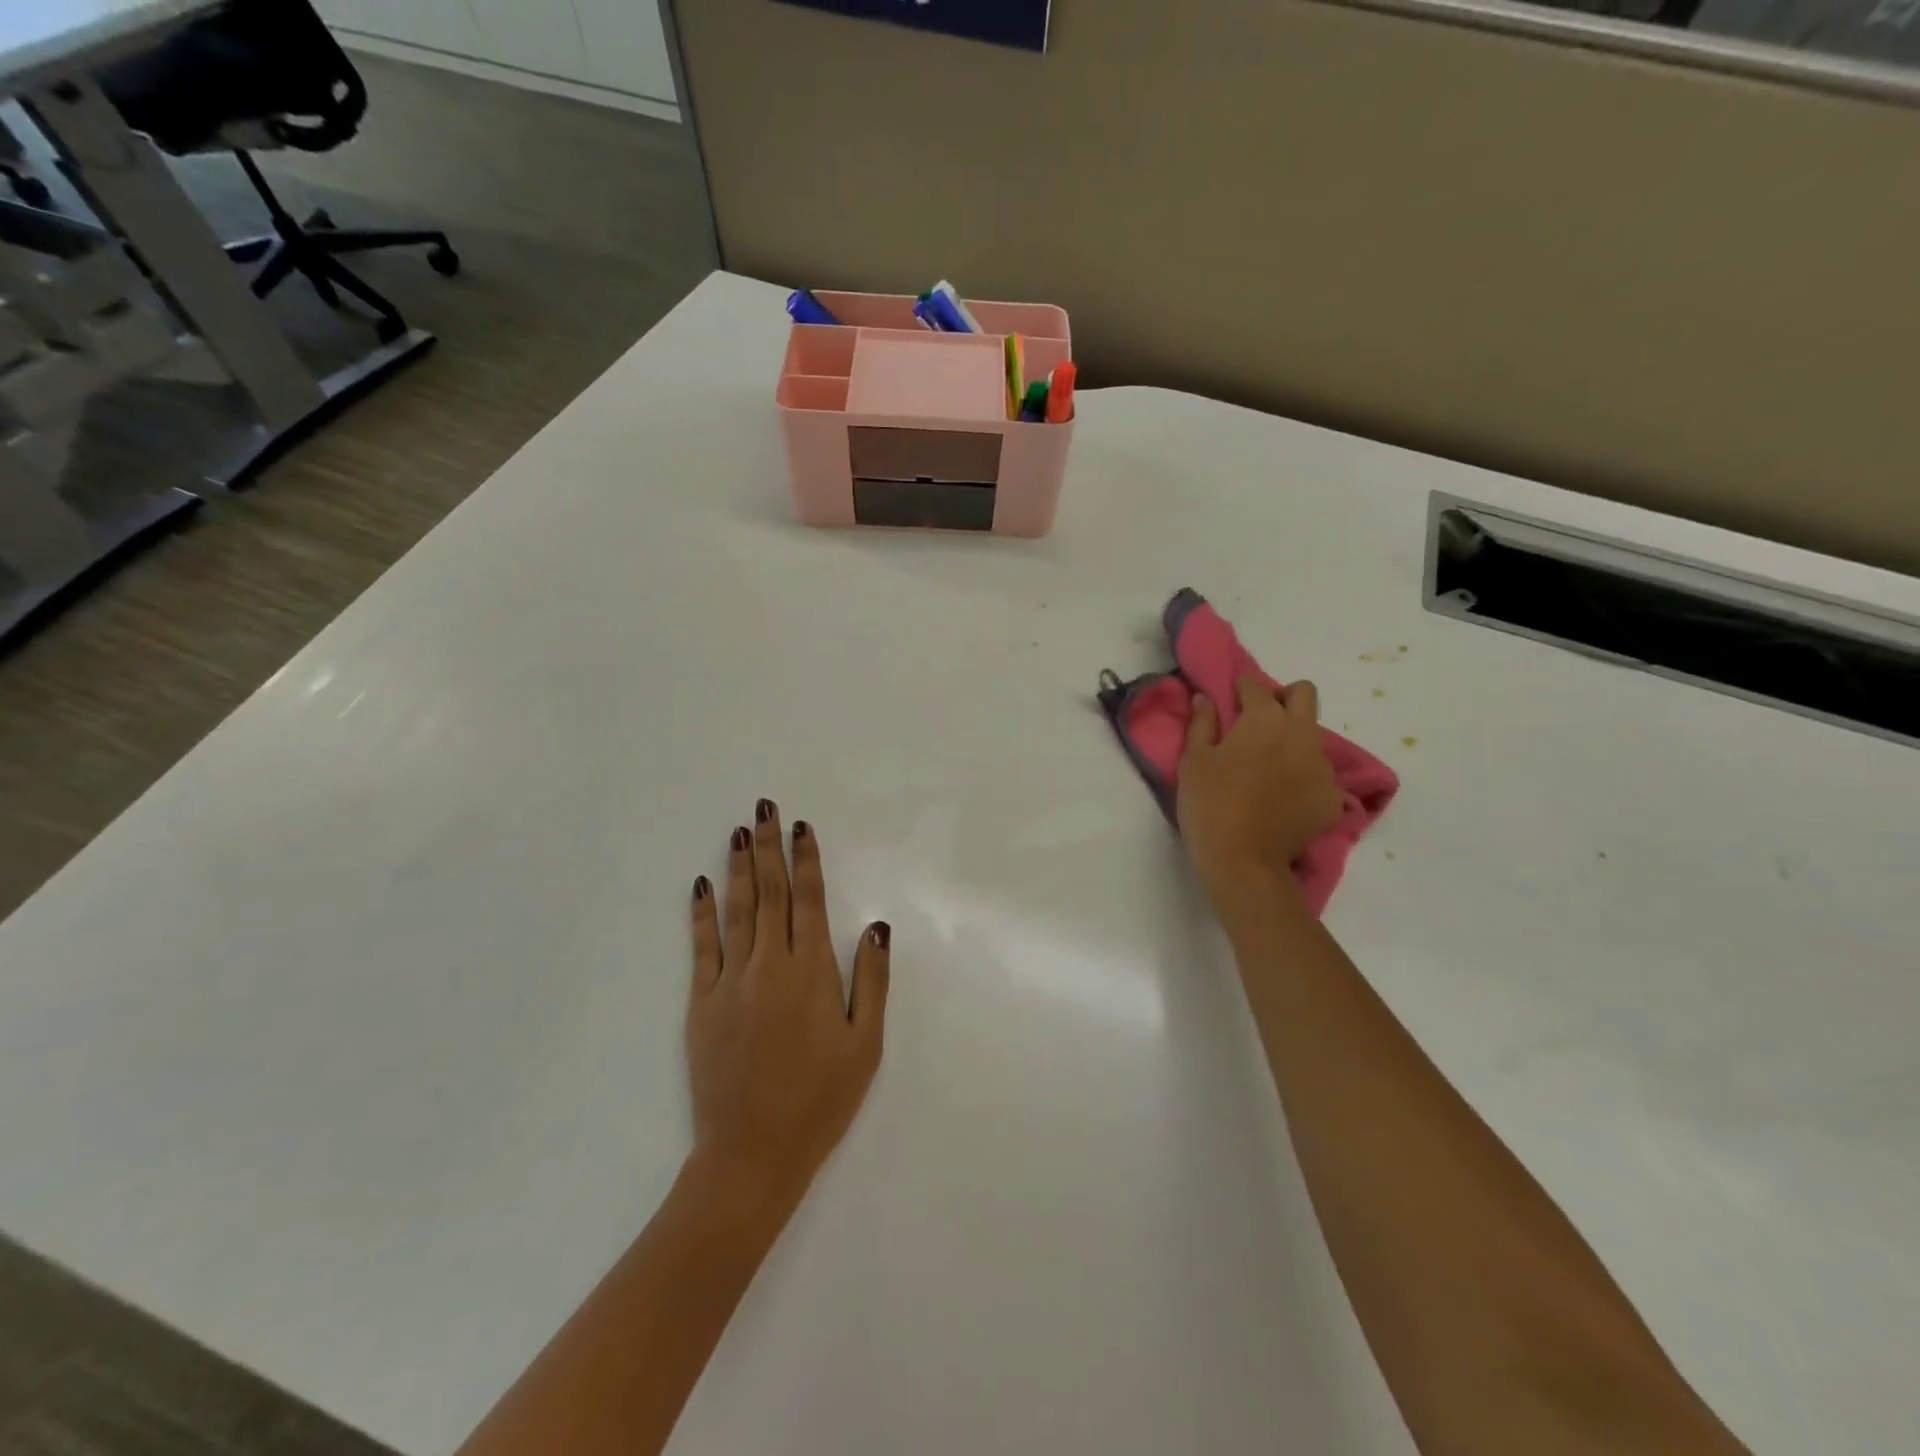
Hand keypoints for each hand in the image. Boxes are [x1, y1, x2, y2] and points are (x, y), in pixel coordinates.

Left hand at [687, 801, 889, 1199]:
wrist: (753, 1153)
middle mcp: (769, 966)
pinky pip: (701, 948)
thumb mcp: (865, 1046)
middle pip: (771, 893)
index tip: (801, 826)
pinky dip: (702, 913)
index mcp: (811, 973)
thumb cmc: (820, 1100)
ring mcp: (730, 983)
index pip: (808, 901)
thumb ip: (871, 982)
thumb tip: (875, 927)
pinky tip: (702, 885)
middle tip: (765, 808)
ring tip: (739, 832)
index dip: (806, 860)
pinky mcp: (701, 1004)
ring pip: (737, 911)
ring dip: (740, 868)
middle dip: (770, 847)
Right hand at [1178, 676, 1343, 900]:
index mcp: (1265, 719)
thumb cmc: (1210, 804)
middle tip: (1259, 721)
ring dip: (1293, 740)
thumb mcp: (1193, 761)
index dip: (1239, 688)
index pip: (1255, 685)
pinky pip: (1320, 775)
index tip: (1228, 700)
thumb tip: (1205, 698)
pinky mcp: (1332, 798)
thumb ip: (1202, 723)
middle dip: (1282, 698)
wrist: (1243, 862)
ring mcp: (1323, 767)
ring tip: (1268, 768)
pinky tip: (1282, 798)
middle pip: (1304, 694)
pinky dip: (1302, 778)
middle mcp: (1302, 734)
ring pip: (1313, 736)